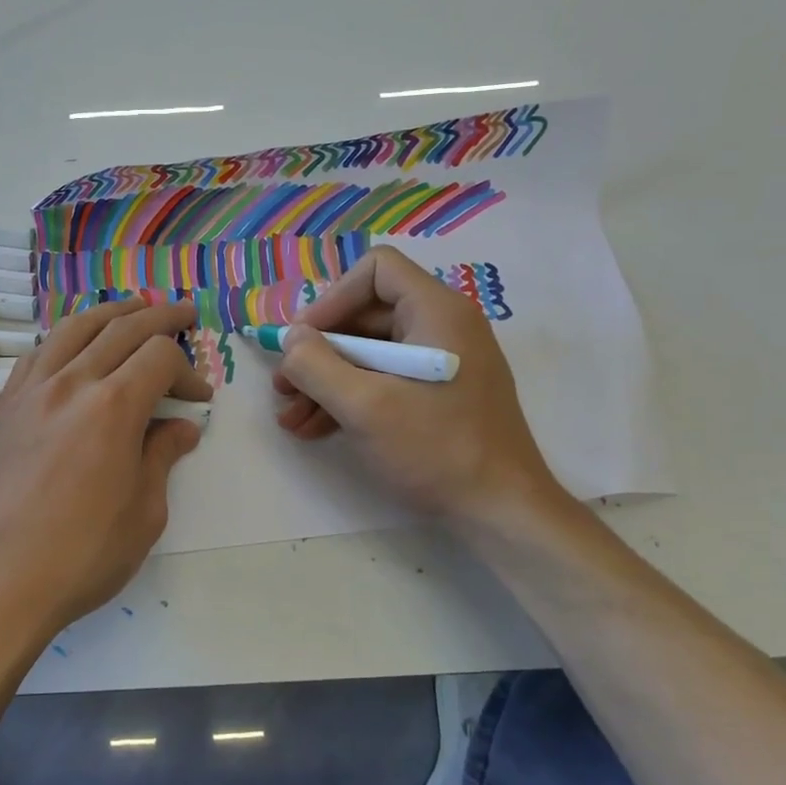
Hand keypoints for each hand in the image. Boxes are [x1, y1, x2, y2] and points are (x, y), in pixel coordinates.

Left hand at [0, 299, 213, 639]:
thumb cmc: (80, 556)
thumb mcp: (143, 513)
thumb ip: (162, 458)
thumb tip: (181, 427)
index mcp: (112, 407)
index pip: (159, 357)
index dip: (187, 369)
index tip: (199, 398)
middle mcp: (70, 383)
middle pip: (120, 327)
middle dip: (159, 317)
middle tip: (183, 313)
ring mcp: (31, 391)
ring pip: (74, 328)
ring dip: (110, 312)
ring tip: (134, 308)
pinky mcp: (5, 407)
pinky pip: (38, 353)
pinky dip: (65, 338)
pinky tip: (74, 346)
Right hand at [272, 247, 566, 528]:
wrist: (502, 514)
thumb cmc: (436, 450)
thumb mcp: (364, 406)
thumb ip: (316, 365)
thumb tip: (290, 338)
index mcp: (436, 312)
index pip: (376, 271)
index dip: (331, 299)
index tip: (303, 341)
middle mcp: (442, 327)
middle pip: (365, 315)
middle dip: (318, 352)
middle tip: (283, 386)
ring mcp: (442, 362)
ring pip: (369, 353)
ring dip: (325, 381)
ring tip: (291, 417)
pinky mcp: (438, 394)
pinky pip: (384, 380)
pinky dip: (348, 398)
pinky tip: (314, 429)